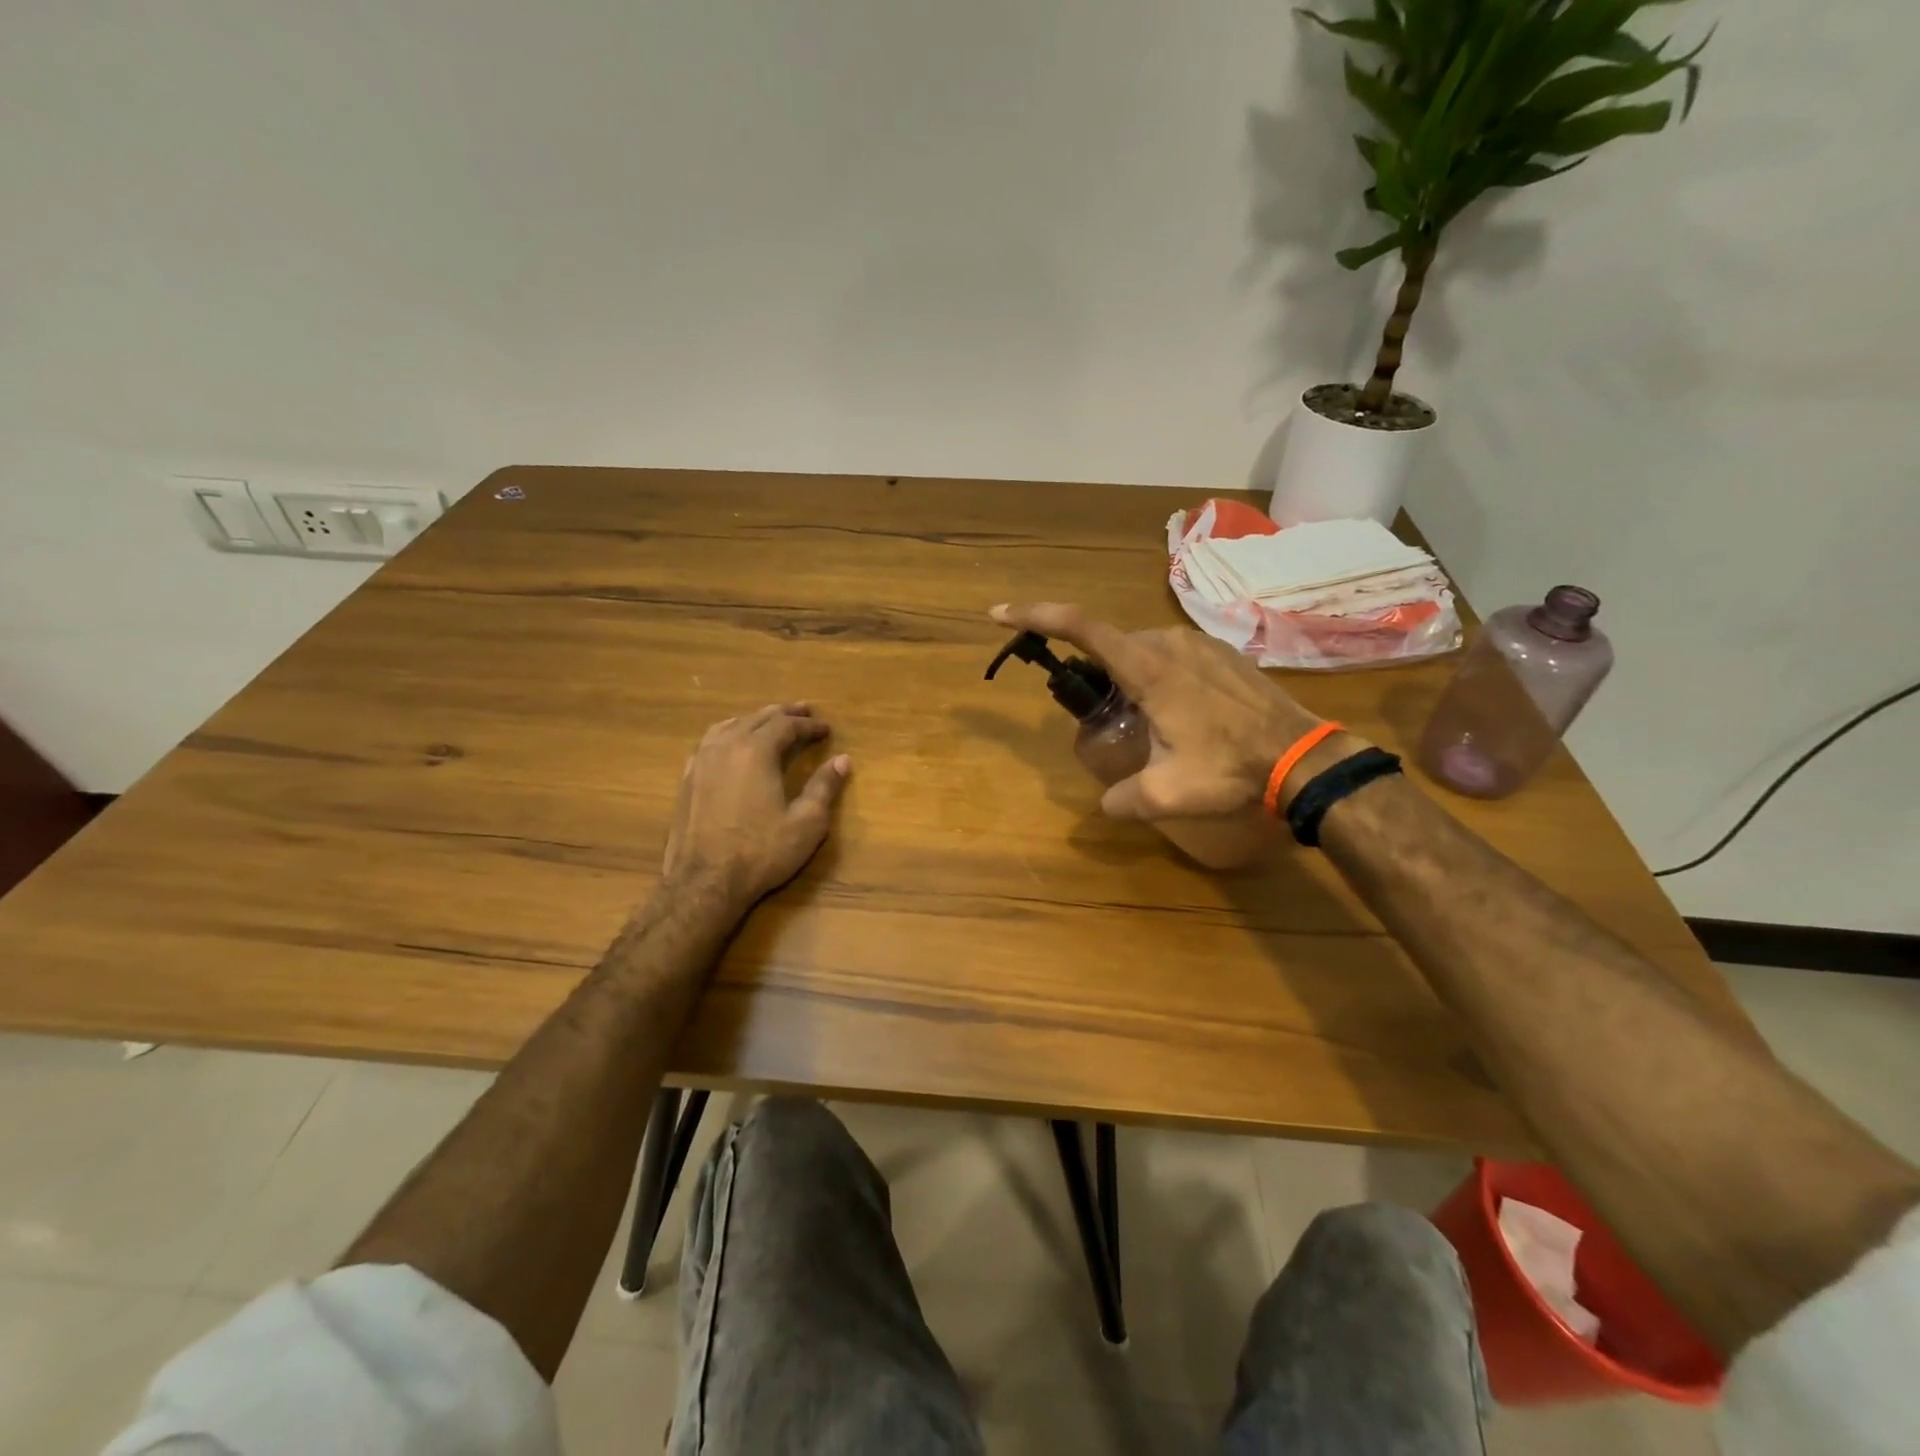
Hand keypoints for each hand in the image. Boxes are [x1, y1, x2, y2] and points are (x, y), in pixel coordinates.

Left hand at [662, 704, 850, 915]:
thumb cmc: (760, 852)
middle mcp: (726, 746)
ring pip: (730, 725)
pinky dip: (729, 733)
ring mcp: (702, 761)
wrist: (704, 882)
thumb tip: (842, 760)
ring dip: (754, 719)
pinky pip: (710, 742)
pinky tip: (732, 743)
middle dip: (784, 714)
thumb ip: (824, 787)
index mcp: (756, 751)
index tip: (826, 728)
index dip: (809, 725)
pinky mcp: (687, 778)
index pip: (787, 726)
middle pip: (757, 718)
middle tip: (803, 711)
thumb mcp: (806, 823)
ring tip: (769, 720)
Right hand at [989, 603, 1326, 819]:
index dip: (1036, 616)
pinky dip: (1158, 676)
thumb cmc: (1230, 769)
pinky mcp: (1222, 653)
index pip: (1080, 627)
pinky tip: (1180, 714)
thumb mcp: (1166, 794)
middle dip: (1094, 673)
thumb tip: (1105, 803)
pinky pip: (1173, 656)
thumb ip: (1122, 799)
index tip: (1002, 614)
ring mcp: (1199, 644)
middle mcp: (1169, 644)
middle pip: (1110, 645)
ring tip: (1146, 723)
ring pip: (1142, 651)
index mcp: (1148, 668)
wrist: (1303, 757)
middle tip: (1101, 715)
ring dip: (1129, 678)